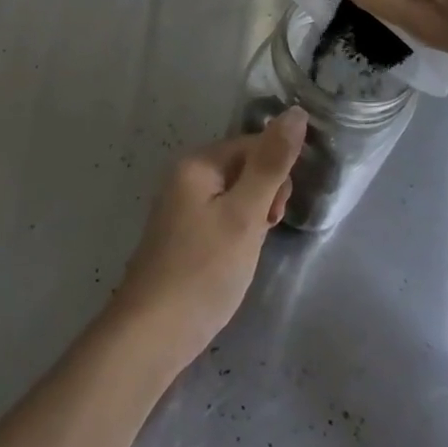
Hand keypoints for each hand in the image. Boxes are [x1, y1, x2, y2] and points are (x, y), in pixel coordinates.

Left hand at [108, 111, 304, 373]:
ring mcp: (180, 207)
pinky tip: (234, 262)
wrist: (151, 334)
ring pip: (234, 197)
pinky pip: (220, 218)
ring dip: (252, 218)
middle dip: (264, 196)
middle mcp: (184, 176)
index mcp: (197, 163)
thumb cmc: (203, 271)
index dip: (276, 174)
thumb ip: (271, 164)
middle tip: (264, 233)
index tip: (279, 213)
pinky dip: (236, 234)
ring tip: (248, 252)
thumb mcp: (245, 215)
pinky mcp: (181, 236)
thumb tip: (296, 112)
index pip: (252, 145)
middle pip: (242, 168)